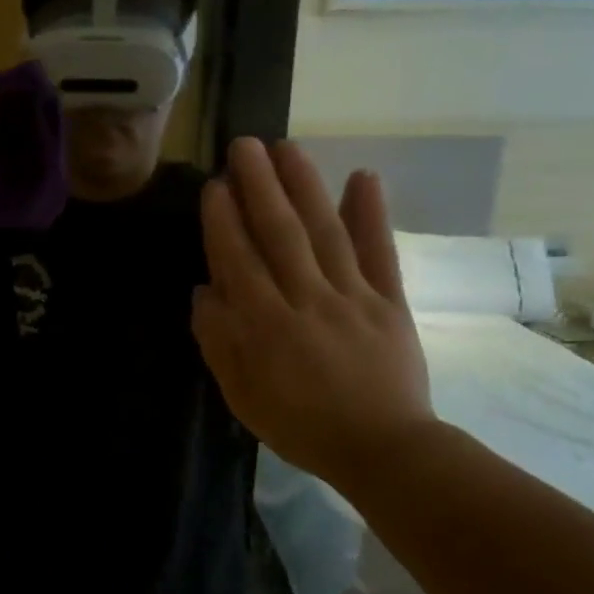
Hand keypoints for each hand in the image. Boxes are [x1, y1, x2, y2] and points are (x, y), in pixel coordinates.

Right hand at [193, 138, 436, 486]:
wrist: (381, 448)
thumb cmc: (300, 425)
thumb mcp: (242, 395)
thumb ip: (220, 343)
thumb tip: (204, 292)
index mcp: (265, 325)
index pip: (239, 260)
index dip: (224, 220)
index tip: (215, 185)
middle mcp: (306, 299)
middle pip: (280, 233)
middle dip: (259, 186)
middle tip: (245, 145)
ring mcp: (353, 296)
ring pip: (324, 231)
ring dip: (305, 186)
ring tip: (288, 147)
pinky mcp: (390, 301)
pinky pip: (380, 252)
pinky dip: (372, 214)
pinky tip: (363, 177)